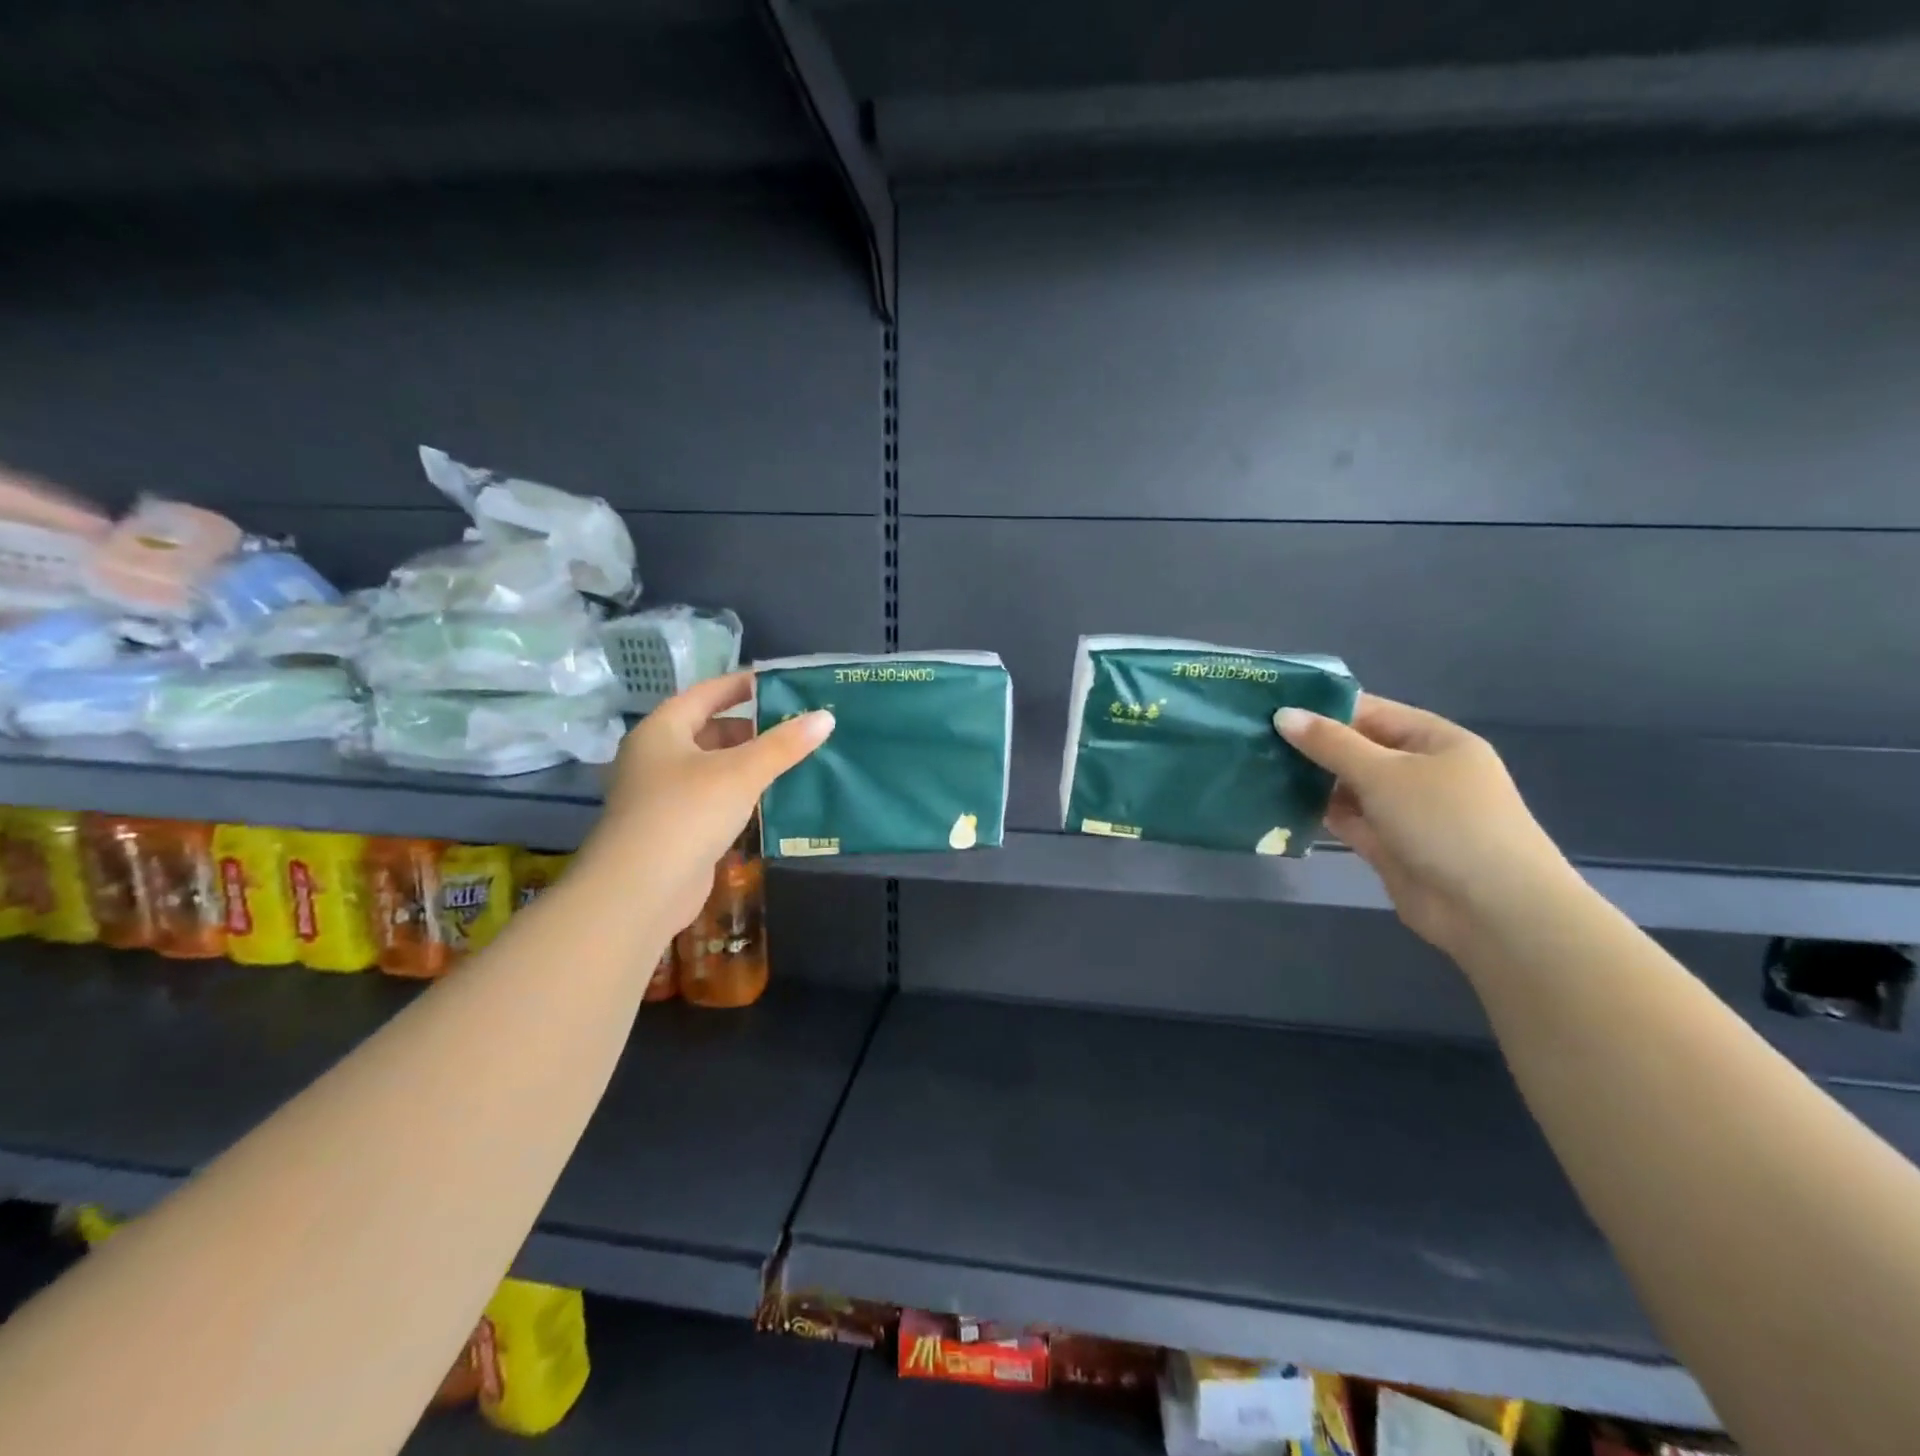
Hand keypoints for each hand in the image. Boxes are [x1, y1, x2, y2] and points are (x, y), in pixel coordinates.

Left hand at [587, 672, 832, 932]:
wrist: (640, 890)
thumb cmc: (687, 812)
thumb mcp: (741, 772)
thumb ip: (784, 744)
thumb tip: (826, 717)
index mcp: (663, 729)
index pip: (707, 693)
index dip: (743, 685)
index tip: (781, 682)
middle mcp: (657, 756)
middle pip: (710, 730)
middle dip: (753, 728)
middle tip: (796, 725)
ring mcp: (663, 795)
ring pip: (714, 767)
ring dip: (749, 764)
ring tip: (794, 759)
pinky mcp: (674, 828)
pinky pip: (713, 799)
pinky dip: (741, 794)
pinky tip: (772, 798)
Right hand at [1276, 695, 1573, 953]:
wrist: (1492, 909)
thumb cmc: (1445, 822)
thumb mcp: (1384, 773)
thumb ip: (1330, 744)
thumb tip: (1282, 714)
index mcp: (1434, 740)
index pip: (1370, 712)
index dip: (1322, 709)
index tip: (1271, 708)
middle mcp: (1421, 771)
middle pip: (1357, 749)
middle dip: (1311, 746)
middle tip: (1253, 739)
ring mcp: (1405, 810)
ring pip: (1349, 786)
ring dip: (1311, 781)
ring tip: (1257, 769)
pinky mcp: (1389, 845)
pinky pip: (1348, 820)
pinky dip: (1319, 813)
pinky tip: (1279, 805)